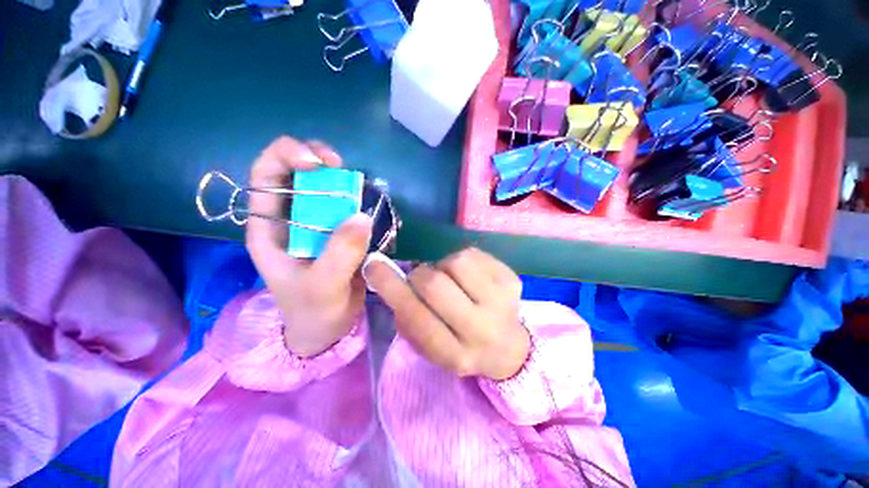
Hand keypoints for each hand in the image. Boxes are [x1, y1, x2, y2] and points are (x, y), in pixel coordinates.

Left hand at [246, 137, 372, 357]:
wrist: (329, 327)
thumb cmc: (314, 310)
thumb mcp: (322, 287)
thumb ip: (340, 253)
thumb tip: (362, 216)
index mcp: (270, 228)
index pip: (266, 175)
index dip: (286, 156)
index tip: (317, 163)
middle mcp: (292, 218)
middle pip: (297, 172)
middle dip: (318, 159)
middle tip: (341, 166)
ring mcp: (319, 223)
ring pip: (327, 187)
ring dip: (344, 181)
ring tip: (361, 190)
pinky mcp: (341, 230)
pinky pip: (350, 205)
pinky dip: (361, 200)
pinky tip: (371, 206)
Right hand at [363, 248, 529, 380]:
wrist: (507, 347)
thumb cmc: (460, 345)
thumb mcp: (430, 346)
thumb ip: (408, 318)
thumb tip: (392, 278)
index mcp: (454, 354)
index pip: (415, 316)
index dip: (390, 287)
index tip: (373, 265)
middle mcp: (481, 330)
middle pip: (435, 283)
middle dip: (420, 275)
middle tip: (422, 278)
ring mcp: (502, 302)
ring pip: (456, 262)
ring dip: (443, 266)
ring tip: (450, 279)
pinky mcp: (512, 280)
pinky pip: (473, 254)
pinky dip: (461, 260)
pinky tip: (469, 276)